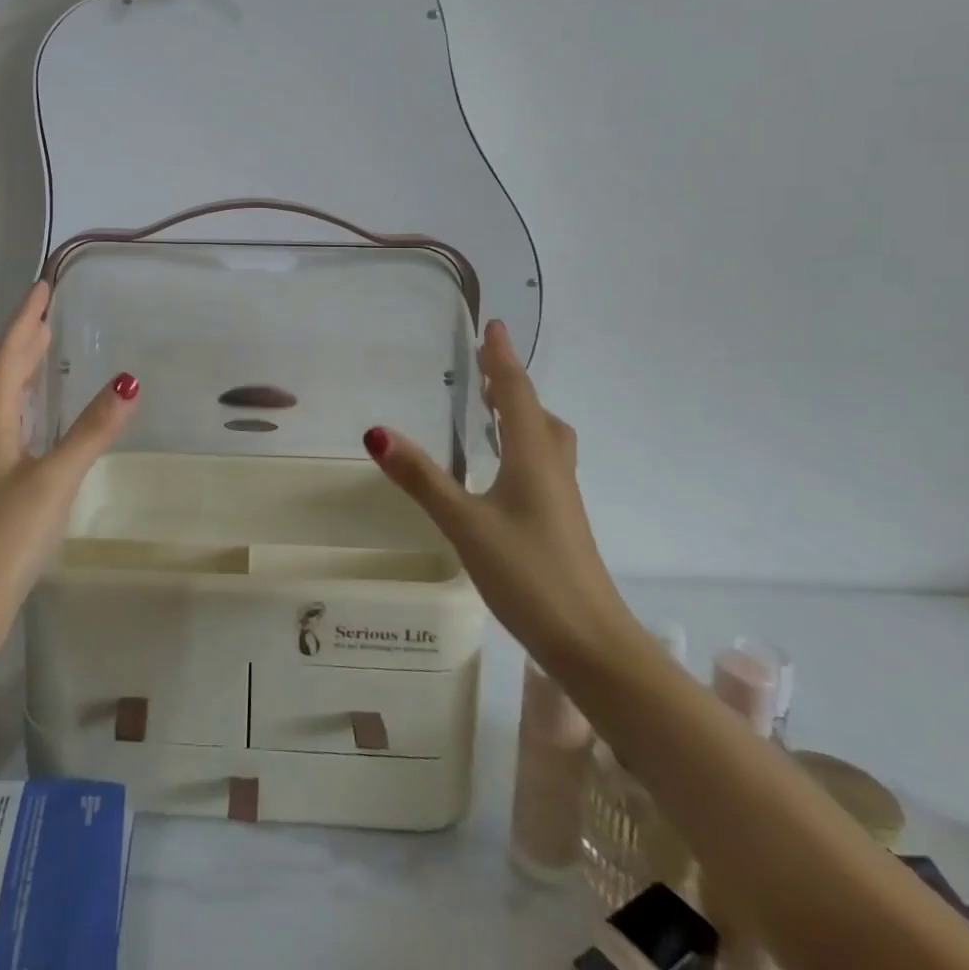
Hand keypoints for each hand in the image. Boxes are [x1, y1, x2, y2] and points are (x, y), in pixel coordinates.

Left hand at [0, 283, 138, 650]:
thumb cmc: (4, 537)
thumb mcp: (54, 478)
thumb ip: (91, 431)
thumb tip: (128, 380)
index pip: (9, 356)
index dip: (26, 320)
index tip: (42, 287)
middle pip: (6, 375)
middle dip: (26, 340)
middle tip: (48, 312)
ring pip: (9, 403)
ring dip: (26, 372)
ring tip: (46, 352)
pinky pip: (15, 429)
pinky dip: (31, 408)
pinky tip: (43, 422)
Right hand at [364, 319, 630, 669]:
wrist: (592, 645)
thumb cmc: (530, 574)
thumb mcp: (465, 523)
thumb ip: (422, 478)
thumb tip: (376, 432)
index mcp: (533, 456)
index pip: (518, 393)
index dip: (503, 358)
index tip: (494, 325)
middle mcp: (552, 467)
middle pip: (537, 412)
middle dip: (512, 384)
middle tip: (485, 367)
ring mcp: (561, 497)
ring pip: (545, 439)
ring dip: (521, 414)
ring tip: (492, 410)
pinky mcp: (560, 521)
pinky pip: (542, 463)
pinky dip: (522, 445)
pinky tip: (502, 470)